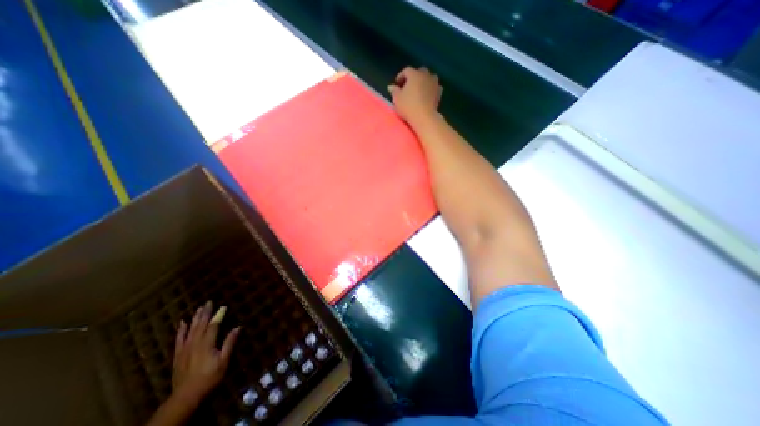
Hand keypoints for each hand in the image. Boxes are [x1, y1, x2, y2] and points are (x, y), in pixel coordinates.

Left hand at [171, 299, 239, 402]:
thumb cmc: (209, 377)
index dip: (218, 316)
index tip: (223, 306)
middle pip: (200, 325)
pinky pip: (178, 340)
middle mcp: (195, 344)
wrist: (186, 396)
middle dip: (205, 313)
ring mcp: (184, 349)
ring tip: (199, 308)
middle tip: (208, 302)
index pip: (213, 326)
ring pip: (190, 330)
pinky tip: (182, 323)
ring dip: (195, 318)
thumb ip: (229, 344)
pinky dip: (181, 330)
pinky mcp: (178, 355)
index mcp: (207, 344)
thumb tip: (237, 327)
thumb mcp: (224, 361)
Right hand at [388, 66, 442, 126]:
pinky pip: (435, 87)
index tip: (397, 83)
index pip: (406, 70)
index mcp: (414, 74)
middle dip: (414, 77)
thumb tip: (391, 86)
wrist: (424, 117)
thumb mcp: (397, 99)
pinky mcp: (439, 93)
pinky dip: (431, 88)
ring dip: (424, 81)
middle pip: (420, 71)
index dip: (401, 76)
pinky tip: (427, 94)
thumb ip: (394, 91)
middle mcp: (425, 75)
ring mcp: (434, 83)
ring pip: (429, 77)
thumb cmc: (408, 107)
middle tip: (408, 86)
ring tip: (419, 89)